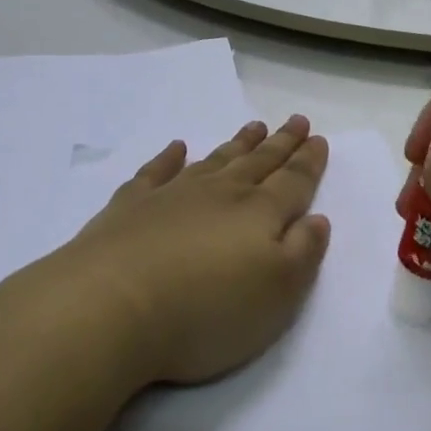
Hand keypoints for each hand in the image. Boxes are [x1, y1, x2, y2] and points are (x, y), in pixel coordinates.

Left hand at [62, 117, 331, 385]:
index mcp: (259, 214)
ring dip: (238, 144)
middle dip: (281, 143)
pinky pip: (155, 172)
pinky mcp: (130, 208)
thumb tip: (317, 219)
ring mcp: (172, 196)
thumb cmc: (207, 310)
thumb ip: (303, 253)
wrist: (111, 307)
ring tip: (254, 127)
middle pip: (258, 163)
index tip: (319, 138)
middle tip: (296, 120)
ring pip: (215, 161)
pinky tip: (177, 148)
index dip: (309, 162)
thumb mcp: (278, 294)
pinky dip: (168, 158)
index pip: (293, 181)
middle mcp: (220, 195)